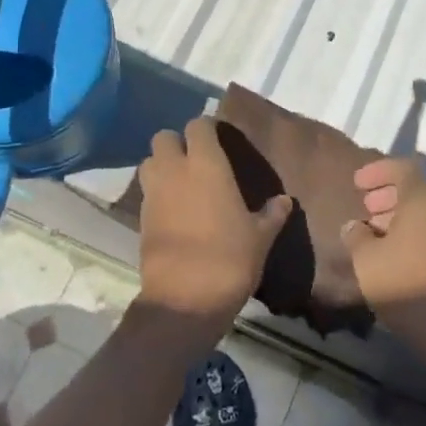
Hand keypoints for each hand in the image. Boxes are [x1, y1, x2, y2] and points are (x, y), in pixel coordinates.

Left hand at [134, 118, 290, 345]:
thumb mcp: (260, 236)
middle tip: (196, 160)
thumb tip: (285, 200)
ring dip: (162, 166)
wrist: (185, 300)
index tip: (219, 139)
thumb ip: (272, 214)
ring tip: (182, 183)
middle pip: (164, 137)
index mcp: (207, 165)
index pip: (198, 126)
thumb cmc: (230, 258)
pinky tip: (174, 211)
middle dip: (177, 143)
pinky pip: (146, 192)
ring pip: (149, 162)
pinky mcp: (140, 218)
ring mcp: (154, 194)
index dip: (206, 129)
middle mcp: (175, 170)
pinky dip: (157, 194)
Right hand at [343, 156, 425, 349]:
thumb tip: (353, 227)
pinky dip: (410, 228)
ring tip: (372, 228)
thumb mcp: (365, 256)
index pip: (403, 167)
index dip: (378, 170)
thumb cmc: (402, 279)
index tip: (357, 183)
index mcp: (422, 197)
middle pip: (415, 187)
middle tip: (366, 204)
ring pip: (423, 208)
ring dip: (397, 212)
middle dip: (388, 191)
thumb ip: (355, 235)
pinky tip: (389, 247)